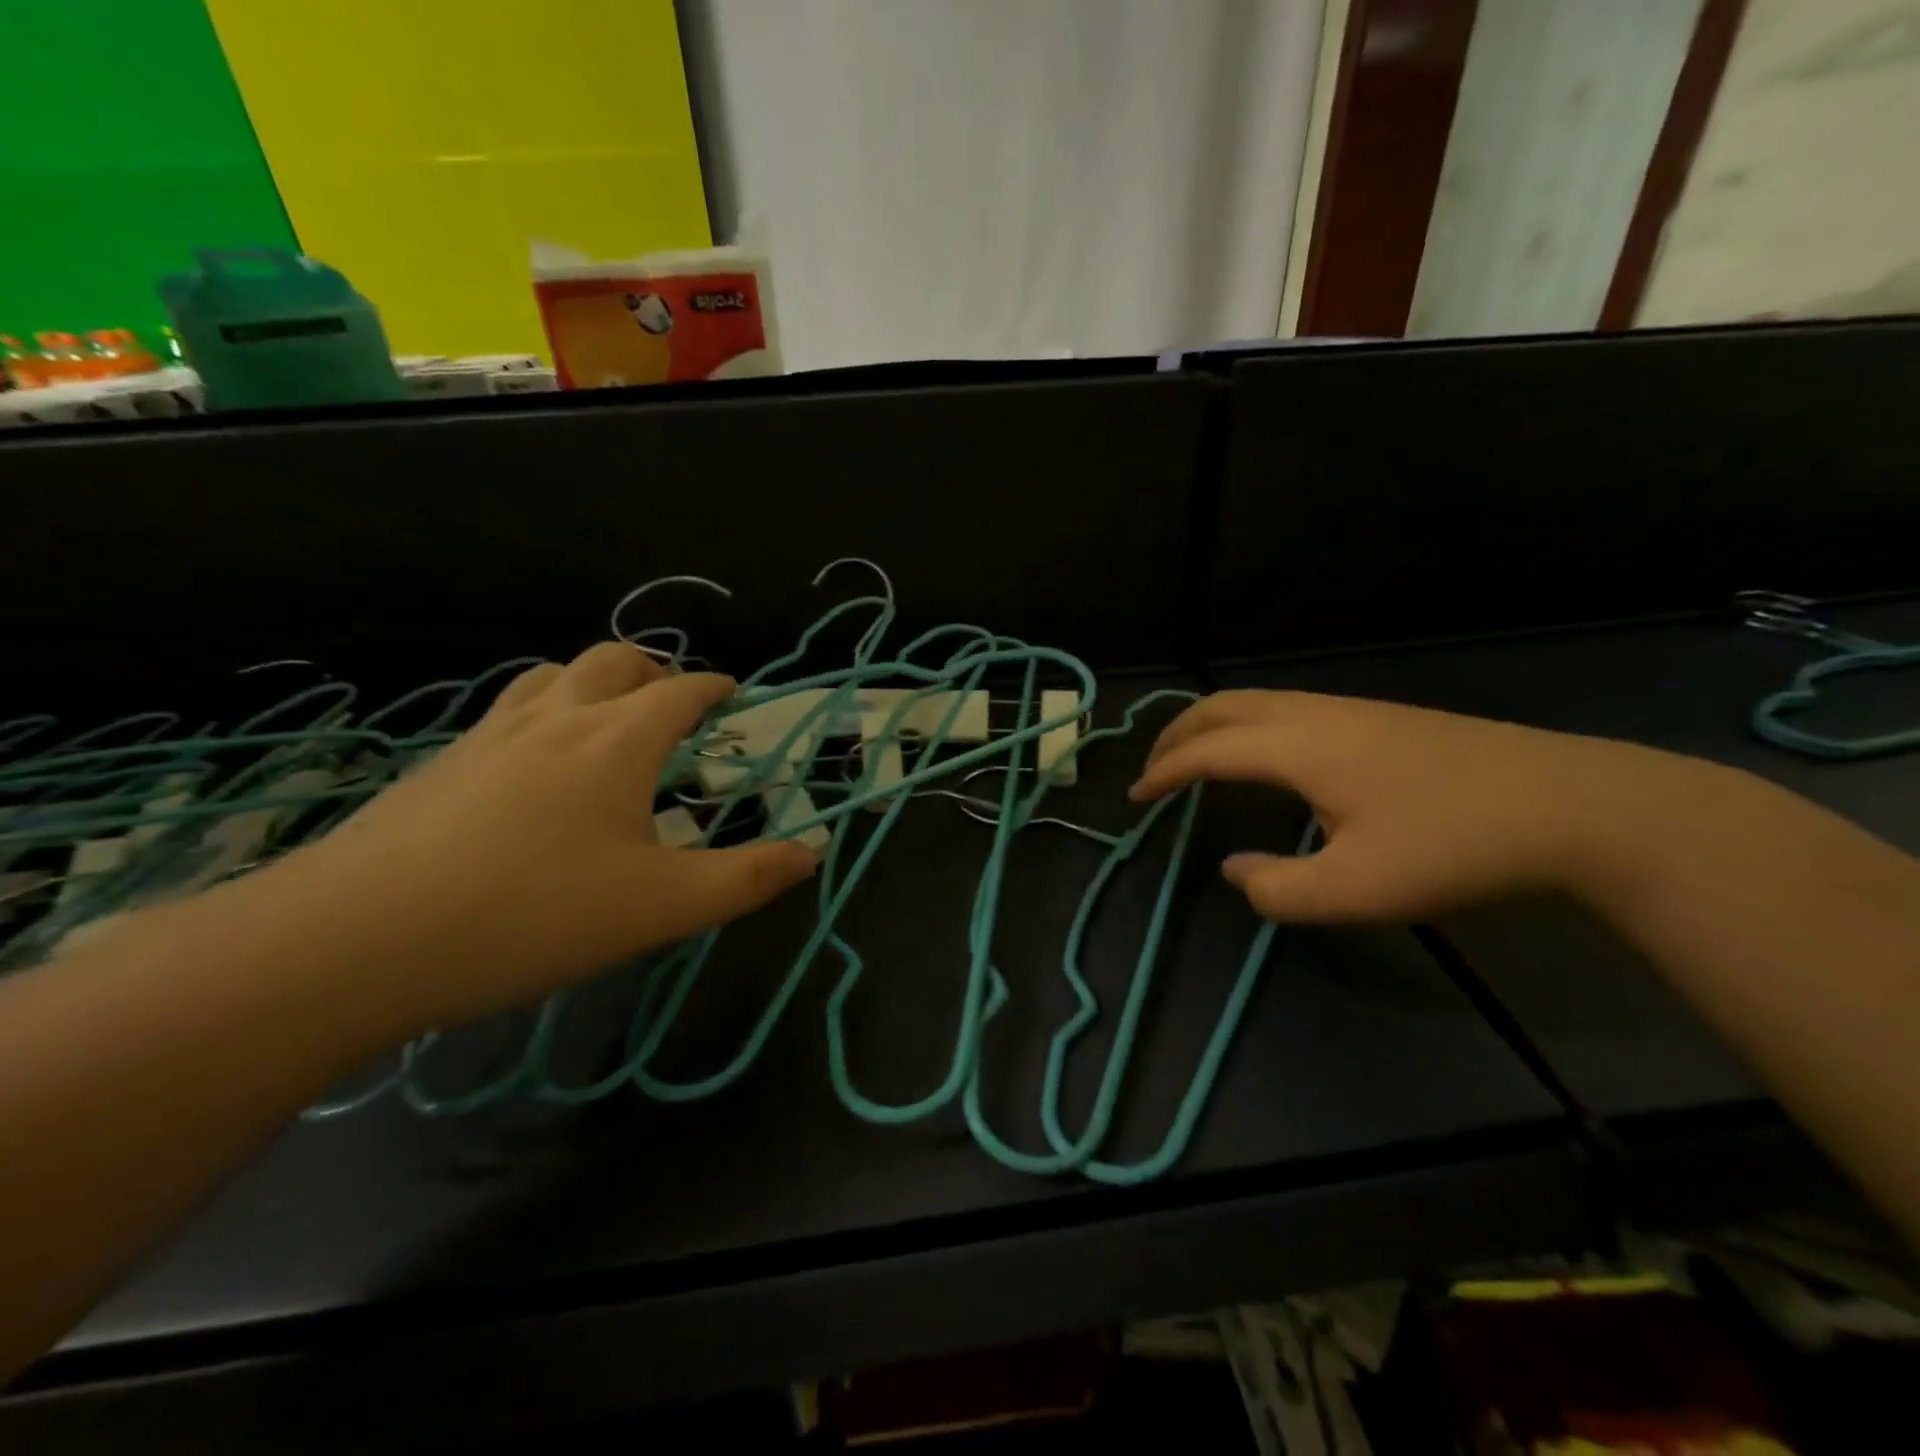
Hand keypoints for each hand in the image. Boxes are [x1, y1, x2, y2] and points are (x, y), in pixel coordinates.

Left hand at [259, 643, 815, 1031]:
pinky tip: (535, 761)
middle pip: (615, 660)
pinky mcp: (443, 764)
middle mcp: (558, 718)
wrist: (357, 941)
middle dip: (656, 671)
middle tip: (676, 704)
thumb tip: (813, 853)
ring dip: (594, 680)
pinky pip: (508, 710)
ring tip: (610, 716)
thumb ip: (748, 878)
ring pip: (553, 675)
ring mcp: (491, 735)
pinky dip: (543, 710)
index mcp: (619, 740)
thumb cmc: (535, 915)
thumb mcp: (664, 908)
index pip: (682, 691)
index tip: (734, 692)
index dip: (715, 686)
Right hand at [1129, 690, 1705, 923]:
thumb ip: (1278, 888)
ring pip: (1257, 701)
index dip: (1163, 772)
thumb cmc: (1454, 847)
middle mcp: (1314, 714)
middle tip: (1154, 769)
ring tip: (1198, 759)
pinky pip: (1286, 709)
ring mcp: (1352, 710)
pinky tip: (1267, 760)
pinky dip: (1249, 726)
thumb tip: (1236, 870)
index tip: (1135, 798)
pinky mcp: (1381, 717)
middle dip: (1177, 734)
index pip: (1207, 750)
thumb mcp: (1357, 890)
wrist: (1574, 806)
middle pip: (1223, 706)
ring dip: (1214, 726)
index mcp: (1298, 747)